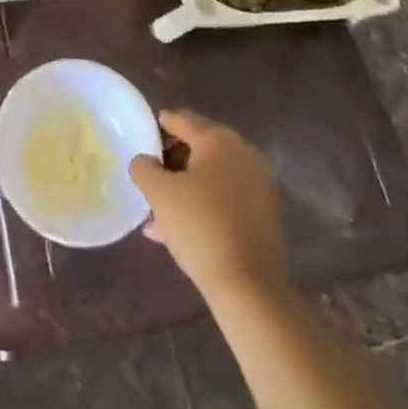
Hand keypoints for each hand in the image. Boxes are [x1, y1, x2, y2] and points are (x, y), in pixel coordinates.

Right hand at [129, 110, 286, 297]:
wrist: (250, 288)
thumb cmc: (200, 227)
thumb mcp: (159, 193)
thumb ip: (144, 167)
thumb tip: (145, 162)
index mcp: (219, 140)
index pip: (182, 120)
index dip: (159, 126)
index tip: (143, 135)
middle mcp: (243, 154)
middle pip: (199, 147)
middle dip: (173, 160)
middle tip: (151, 174)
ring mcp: (259, 185)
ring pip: (212, 177)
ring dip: (187, 187)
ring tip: (159, 208)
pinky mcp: (265, 215)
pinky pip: (226, 199)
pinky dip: (205, 205)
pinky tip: (180, 228)